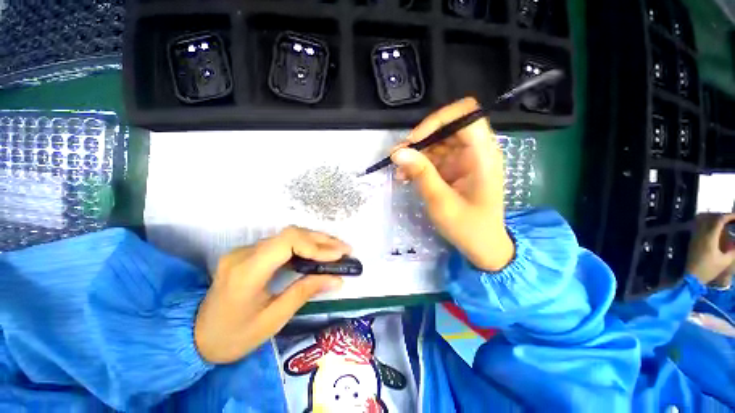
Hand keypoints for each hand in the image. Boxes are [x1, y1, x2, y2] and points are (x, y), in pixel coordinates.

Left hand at [194, 226, 349, 363]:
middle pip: (290, 234)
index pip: (287, 242)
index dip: (316, 245)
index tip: (338, 255)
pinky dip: (304, 245)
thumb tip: (337, 279)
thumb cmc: (233, 336)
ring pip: (287, 235)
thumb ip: (305, 292)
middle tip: (345, 249)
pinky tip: (318, 251)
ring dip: (315, 240)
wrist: (195, 336)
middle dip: (322, 240)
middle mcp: (244, 253)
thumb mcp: (272, 320)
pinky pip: (281, 242)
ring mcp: (245, 250)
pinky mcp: (249, 252)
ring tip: (337, 248)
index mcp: (247, 271)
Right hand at [390, 97, 512, 270]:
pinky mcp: (455, 169)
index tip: (415, 140)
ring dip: (416, 153)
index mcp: (483, 155)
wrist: (482, 246)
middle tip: (398, 155)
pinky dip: (419, 164)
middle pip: (447, 128)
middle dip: (420, 139)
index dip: (438, 120)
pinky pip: (435, 158)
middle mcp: (476, 151)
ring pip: (437, 142)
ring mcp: (465, 160)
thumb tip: (398, 152)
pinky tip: (405, 176)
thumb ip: (421, 174)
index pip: (465, 115)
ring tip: (399, 171)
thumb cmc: (468, 227)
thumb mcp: (441, 202)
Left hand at [686, 213, 734, 285]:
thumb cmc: (709, 269)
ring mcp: (694, 236)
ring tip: (725, 223)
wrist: (692, 277)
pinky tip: (715, 230)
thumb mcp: (725, 260)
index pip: (718, 220)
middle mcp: (700, 234)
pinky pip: (700, 227)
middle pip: (710, 218)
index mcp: (709, 237)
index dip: (728, 216)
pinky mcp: (692, 240)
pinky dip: (708, 224)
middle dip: (722, 216)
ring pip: (704, 221)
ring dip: (714, 219)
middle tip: (732, 219)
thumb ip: (733, 250)